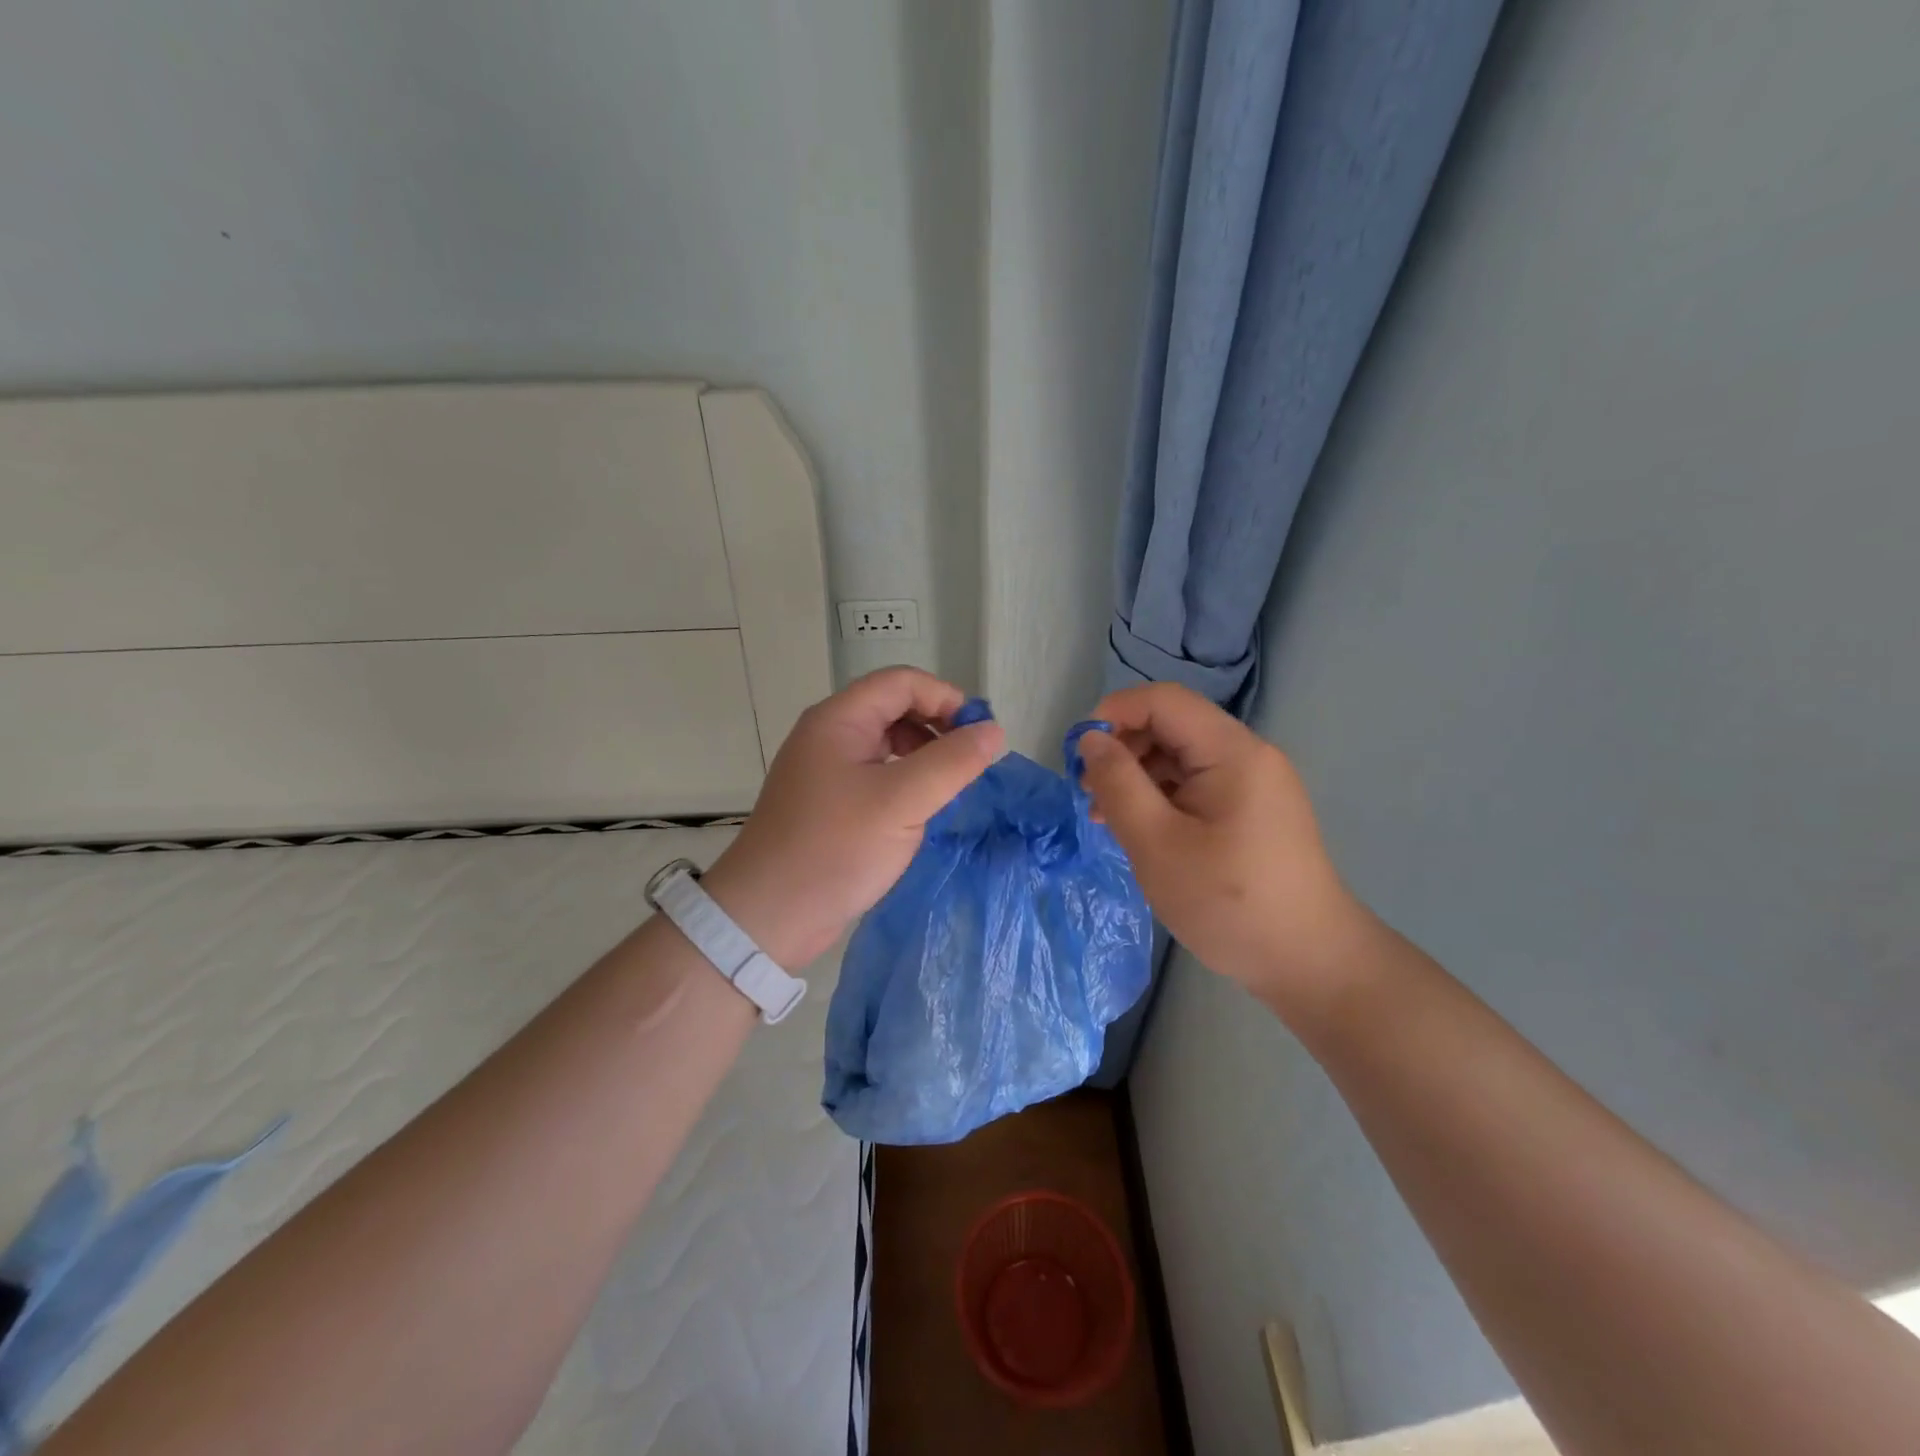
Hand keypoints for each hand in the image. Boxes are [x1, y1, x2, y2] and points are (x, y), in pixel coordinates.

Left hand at [702, 667, 1004, 966]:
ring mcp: (826, 771)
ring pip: (886, 744)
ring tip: (949, 788)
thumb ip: (952, 762)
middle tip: (970, 763)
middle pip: (894, 708)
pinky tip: (920, 811)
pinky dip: (905, 782)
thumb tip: (994, 730)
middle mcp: (829, 736)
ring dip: (924, 756)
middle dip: (937, 727)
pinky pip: (876, 776)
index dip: (945, 698)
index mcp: (839, 720)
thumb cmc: (834, 848)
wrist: (767, 916)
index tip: (980, 734)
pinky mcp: (829, 804)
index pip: (902, 682)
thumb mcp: (902, 802)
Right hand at [1076, 682, 1371, 1012]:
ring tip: (1106, 818)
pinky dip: (1161, 797)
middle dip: (1123, 749)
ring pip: (1180, 757)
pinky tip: (1140, 830)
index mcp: (1232, 751)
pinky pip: (1195, 785)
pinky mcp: (1251, 810)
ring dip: (1137, 776)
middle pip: (1172, 725)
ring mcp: (1253, 783)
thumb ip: (1118, 784)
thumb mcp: (1157, 843)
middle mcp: (1247, 755)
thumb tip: (1091, 739)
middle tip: (1089, 794)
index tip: (1079, 755)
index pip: (1163, 700)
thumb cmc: (1228, 902)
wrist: (1309, 962)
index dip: (1114, 713)